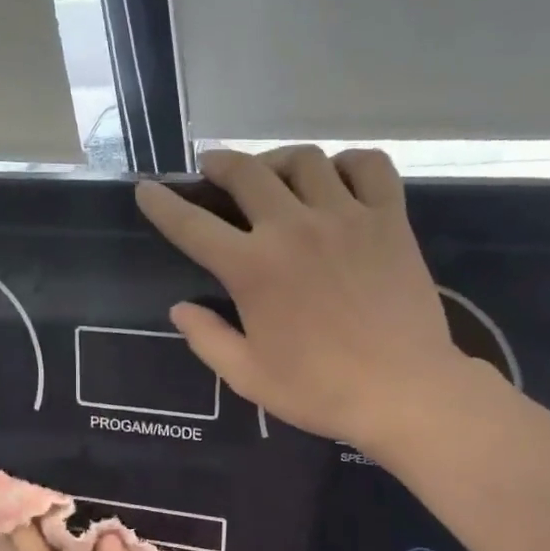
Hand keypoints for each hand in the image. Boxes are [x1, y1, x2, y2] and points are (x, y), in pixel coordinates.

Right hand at [136, 146, 467, 453]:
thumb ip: (208, 339)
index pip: (192, 225)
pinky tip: (339, 179)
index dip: (163, 205)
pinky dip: (349, 163)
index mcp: (252, 268)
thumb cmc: (319, 390)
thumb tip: (179, 309)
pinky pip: (369, 166)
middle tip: (213, 171)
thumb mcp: (248, 377)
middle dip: (220, 165)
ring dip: (279, 160)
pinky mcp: (390, 219)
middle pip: (247, 172)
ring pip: (306, 159)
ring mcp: (346, 216)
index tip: (147, 190)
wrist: (402, 391)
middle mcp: (294, 227)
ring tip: (274, 175)